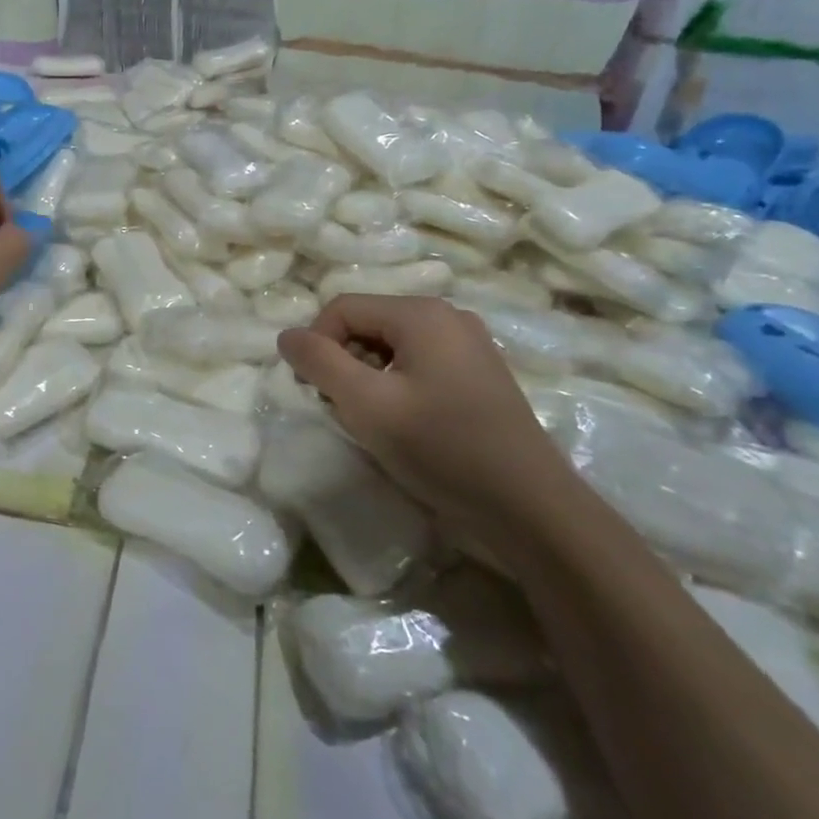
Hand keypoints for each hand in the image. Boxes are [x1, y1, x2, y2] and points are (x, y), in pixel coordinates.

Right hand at [277, 295, 576, 557]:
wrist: (532, 510)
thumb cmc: (443, 449)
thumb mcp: (367, 405)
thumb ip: (319, 363)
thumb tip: (286, 336)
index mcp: (422, 313)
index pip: (342, 308)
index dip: (318, 345)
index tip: (319, 393)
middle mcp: (448, 316)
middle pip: (368, 323)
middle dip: (344, 361)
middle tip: (346, 410)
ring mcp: (469, 344)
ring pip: (391, 345)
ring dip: (368, 376)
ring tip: (375, 420)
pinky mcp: (479, 373)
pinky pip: (419, 362)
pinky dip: (397, 384)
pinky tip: (406, 423)